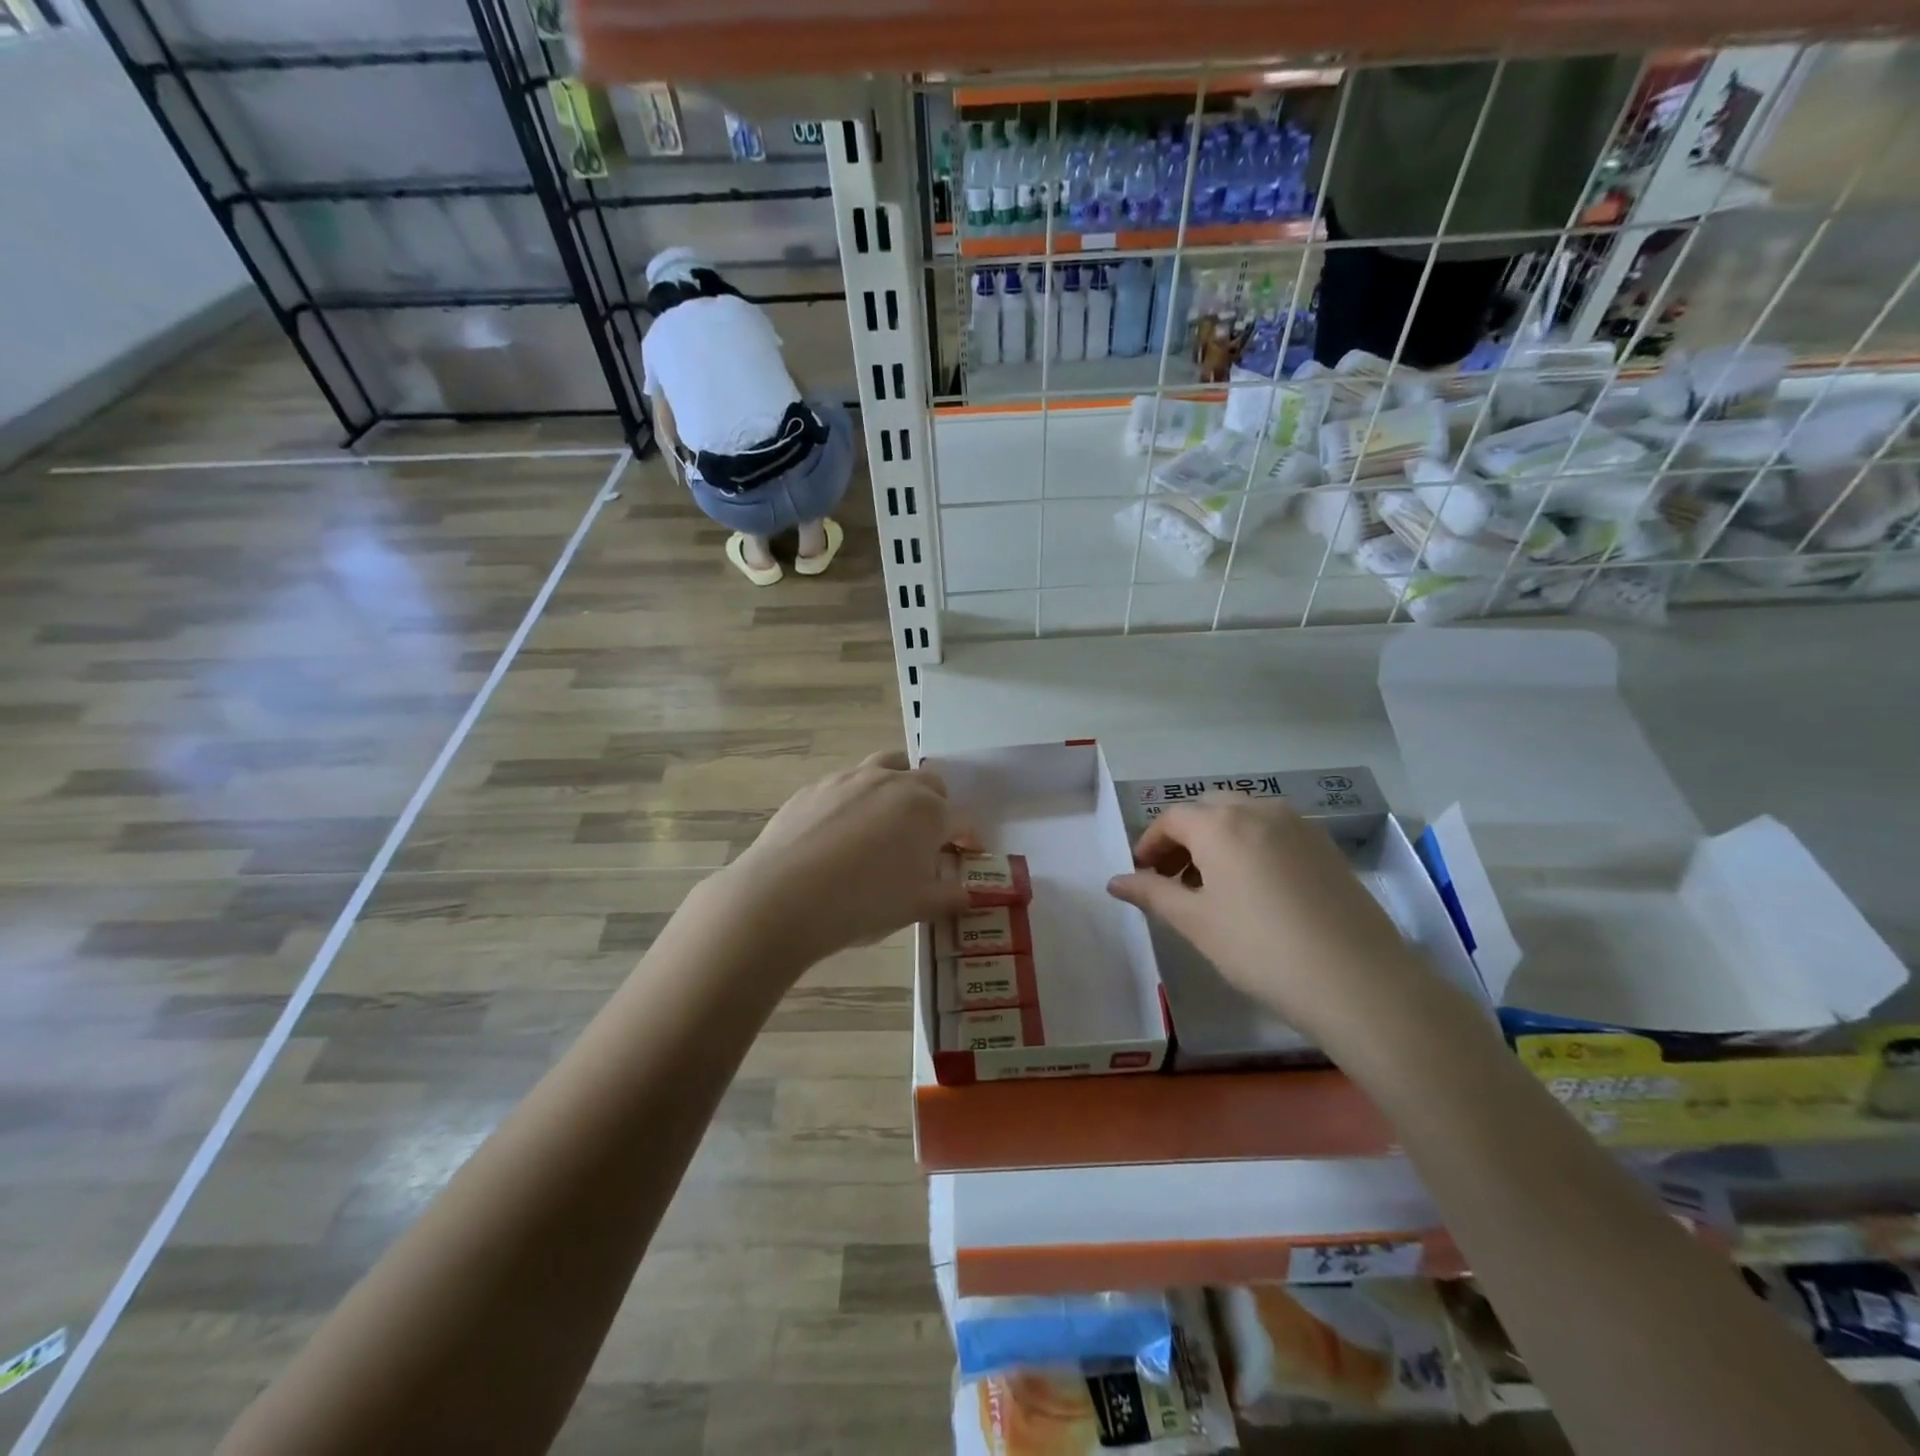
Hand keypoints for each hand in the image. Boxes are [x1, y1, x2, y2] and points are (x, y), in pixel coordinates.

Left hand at [712, 750, 974, 969]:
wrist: (783, 896)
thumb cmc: (861, 904)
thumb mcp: (914, 907)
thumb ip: (948, 896)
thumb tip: (967, 893)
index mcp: (927, 811)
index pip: (961, 820)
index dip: (968, 839)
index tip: (967, 855)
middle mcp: (894, 783)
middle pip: (930, 783)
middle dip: (938, 806)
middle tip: (929, 838)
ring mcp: (852, 778)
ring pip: (889, 766)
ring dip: (900, 785)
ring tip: (891, 815)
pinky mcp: (817, 786)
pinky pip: (849, 782)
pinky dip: (858, 797)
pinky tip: (843, 828)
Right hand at [1106, 796, 1428, 1047]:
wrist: (1358, 981)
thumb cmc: (1261, 949)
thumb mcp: (1196, 923)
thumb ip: (1152, 894)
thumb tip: (1115, 881)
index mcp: (1221, 824)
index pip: (1172, 818)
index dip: (1150, 843)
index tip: (1142, 873)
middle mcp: (1259, 810)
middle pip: (1208, 809)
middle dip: (1183, 837)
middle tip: (1172, 877)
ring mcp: (1298, 825)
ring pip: (1243, 817)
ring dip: (1217, 840)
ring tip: (1211, 887)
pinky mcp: (1325, 846)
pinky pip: (1273, 832)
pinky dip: (1250, 846)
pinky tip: (1253, 889)